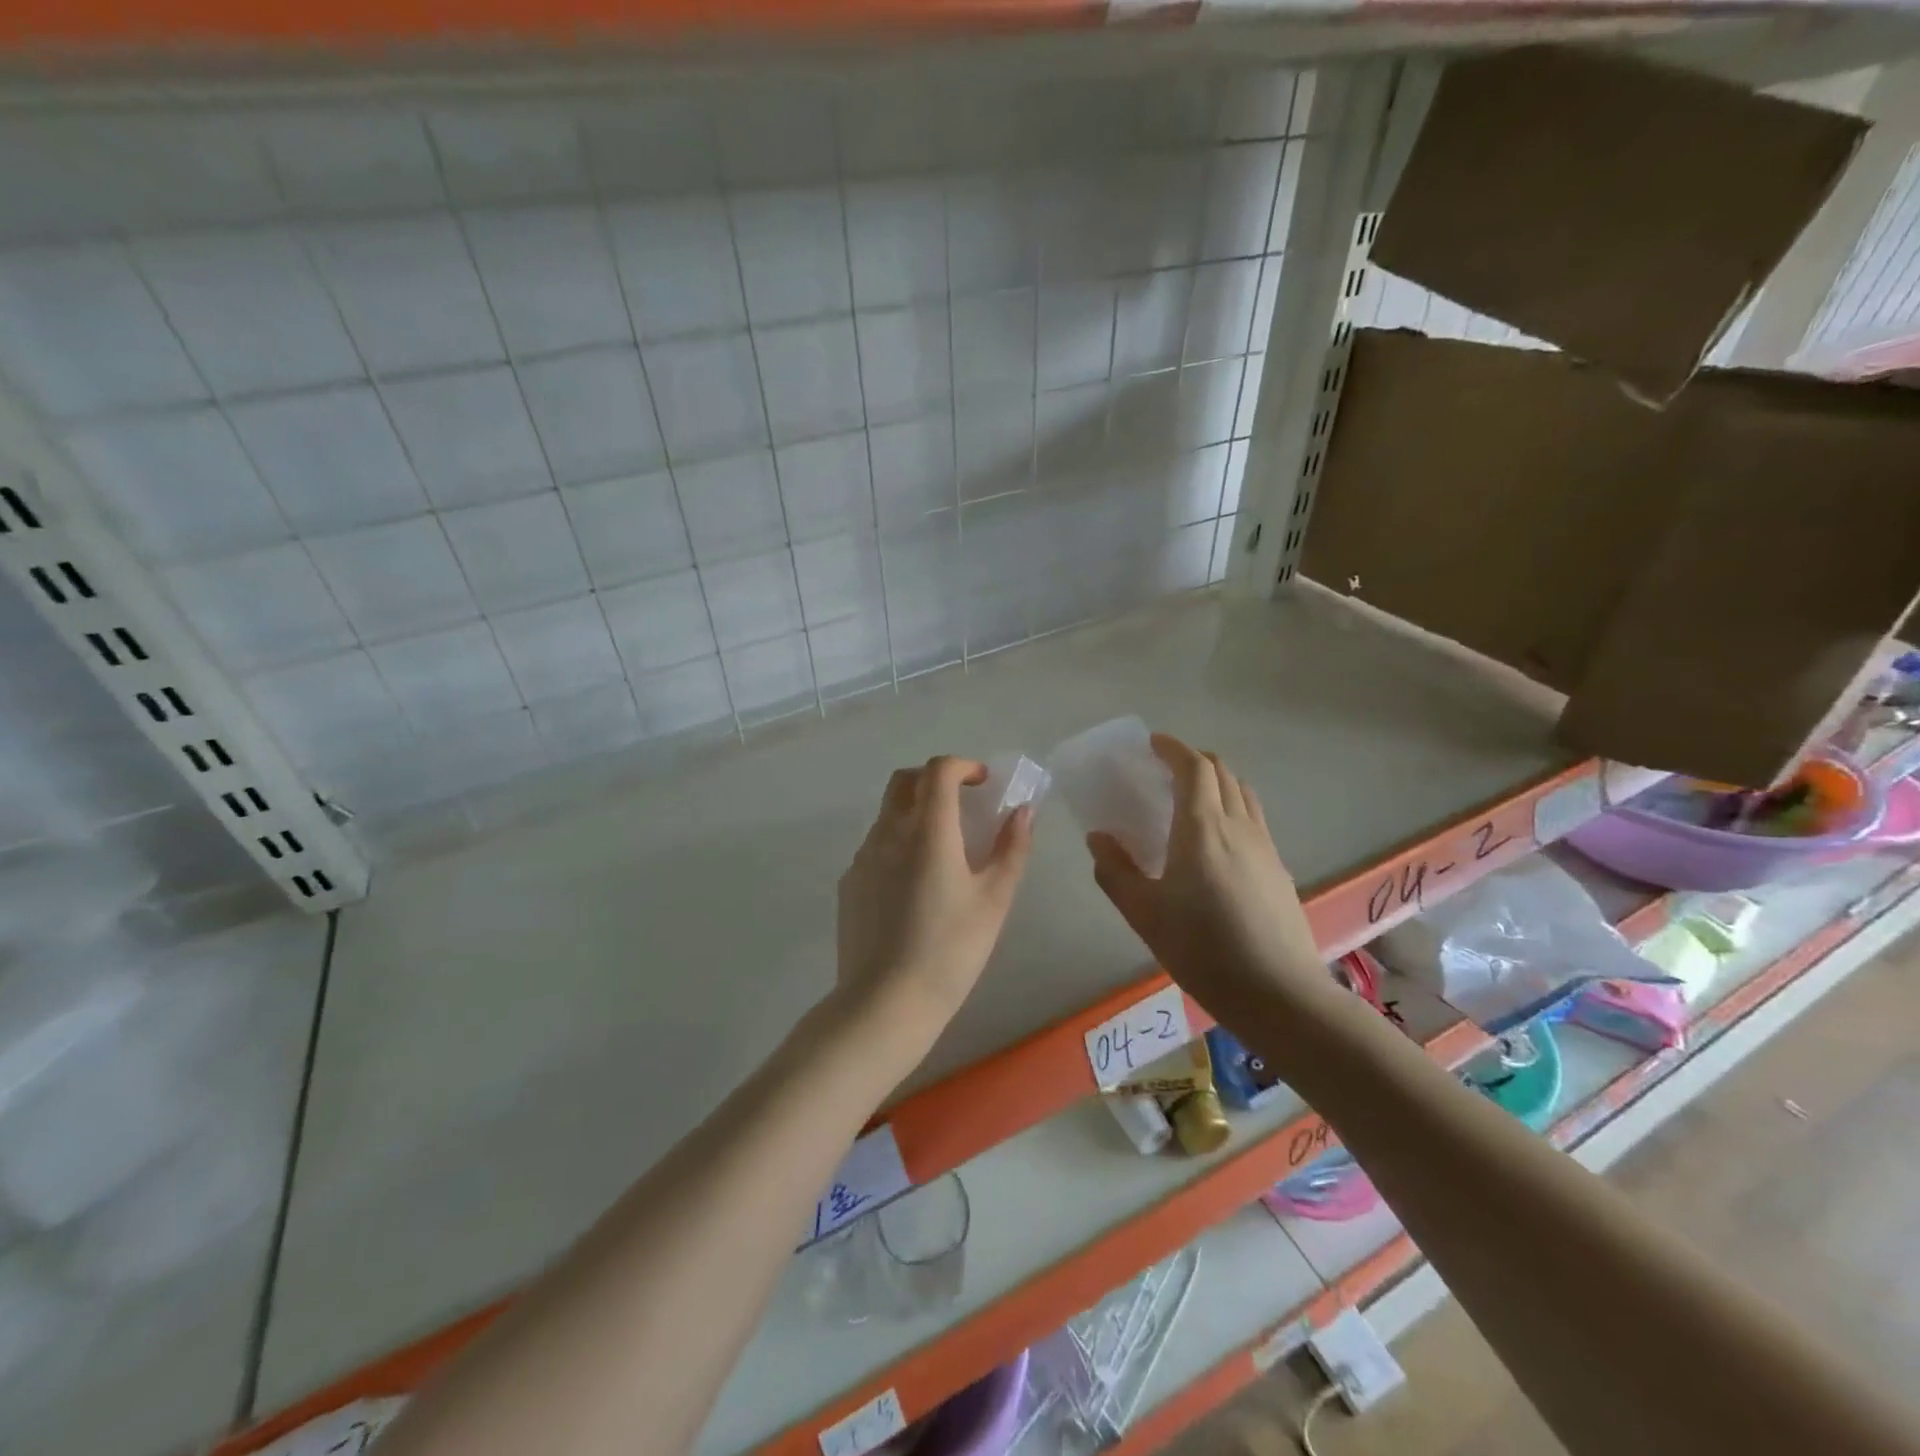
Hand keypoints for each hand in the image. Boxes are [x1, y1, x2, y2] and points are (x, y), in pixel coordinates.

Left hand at [836, 756, 1033, 1044]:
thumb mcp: (994, 900)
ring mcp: (863, 857)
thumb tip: (1023, 812)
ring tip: (942, 850)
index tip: (983, 784)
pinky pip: (875, 846)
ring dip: (915, 812)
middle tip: (961, 804)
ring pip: (888, 814)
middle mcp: (889, 833)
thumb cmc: (950, 951)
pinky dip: (898, 843)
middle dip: (934, 779)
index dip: (963, 766)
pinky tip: (914, 886)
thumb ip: (1012, 849)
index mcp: (928, 830)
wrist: (885, 1003)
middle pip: (905, 781)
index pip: (938, 770)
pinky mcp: (849, 883)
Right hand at [1087, 735, 1331, 1024]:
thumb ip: (1116, 871)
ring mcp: (1264, 846)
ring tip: (1191, 798)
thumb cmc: (1203, 950)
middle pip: (1221, 773)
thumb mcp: (1145, 914)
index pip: (1193, 768)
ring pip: (1242, 793)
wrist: (1279, 994)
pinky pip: (1253, 818)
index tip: (1152, 744)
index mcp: (1202, 828)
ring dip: (1216, 781)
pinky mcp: (1278, 868)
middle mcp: (1238, 826)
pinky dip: (1231, 807)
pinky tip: (1217, 840)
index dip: (1173, 749)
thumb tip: (1099, 838)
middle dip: (1193, 761)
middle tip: (1165, 771)